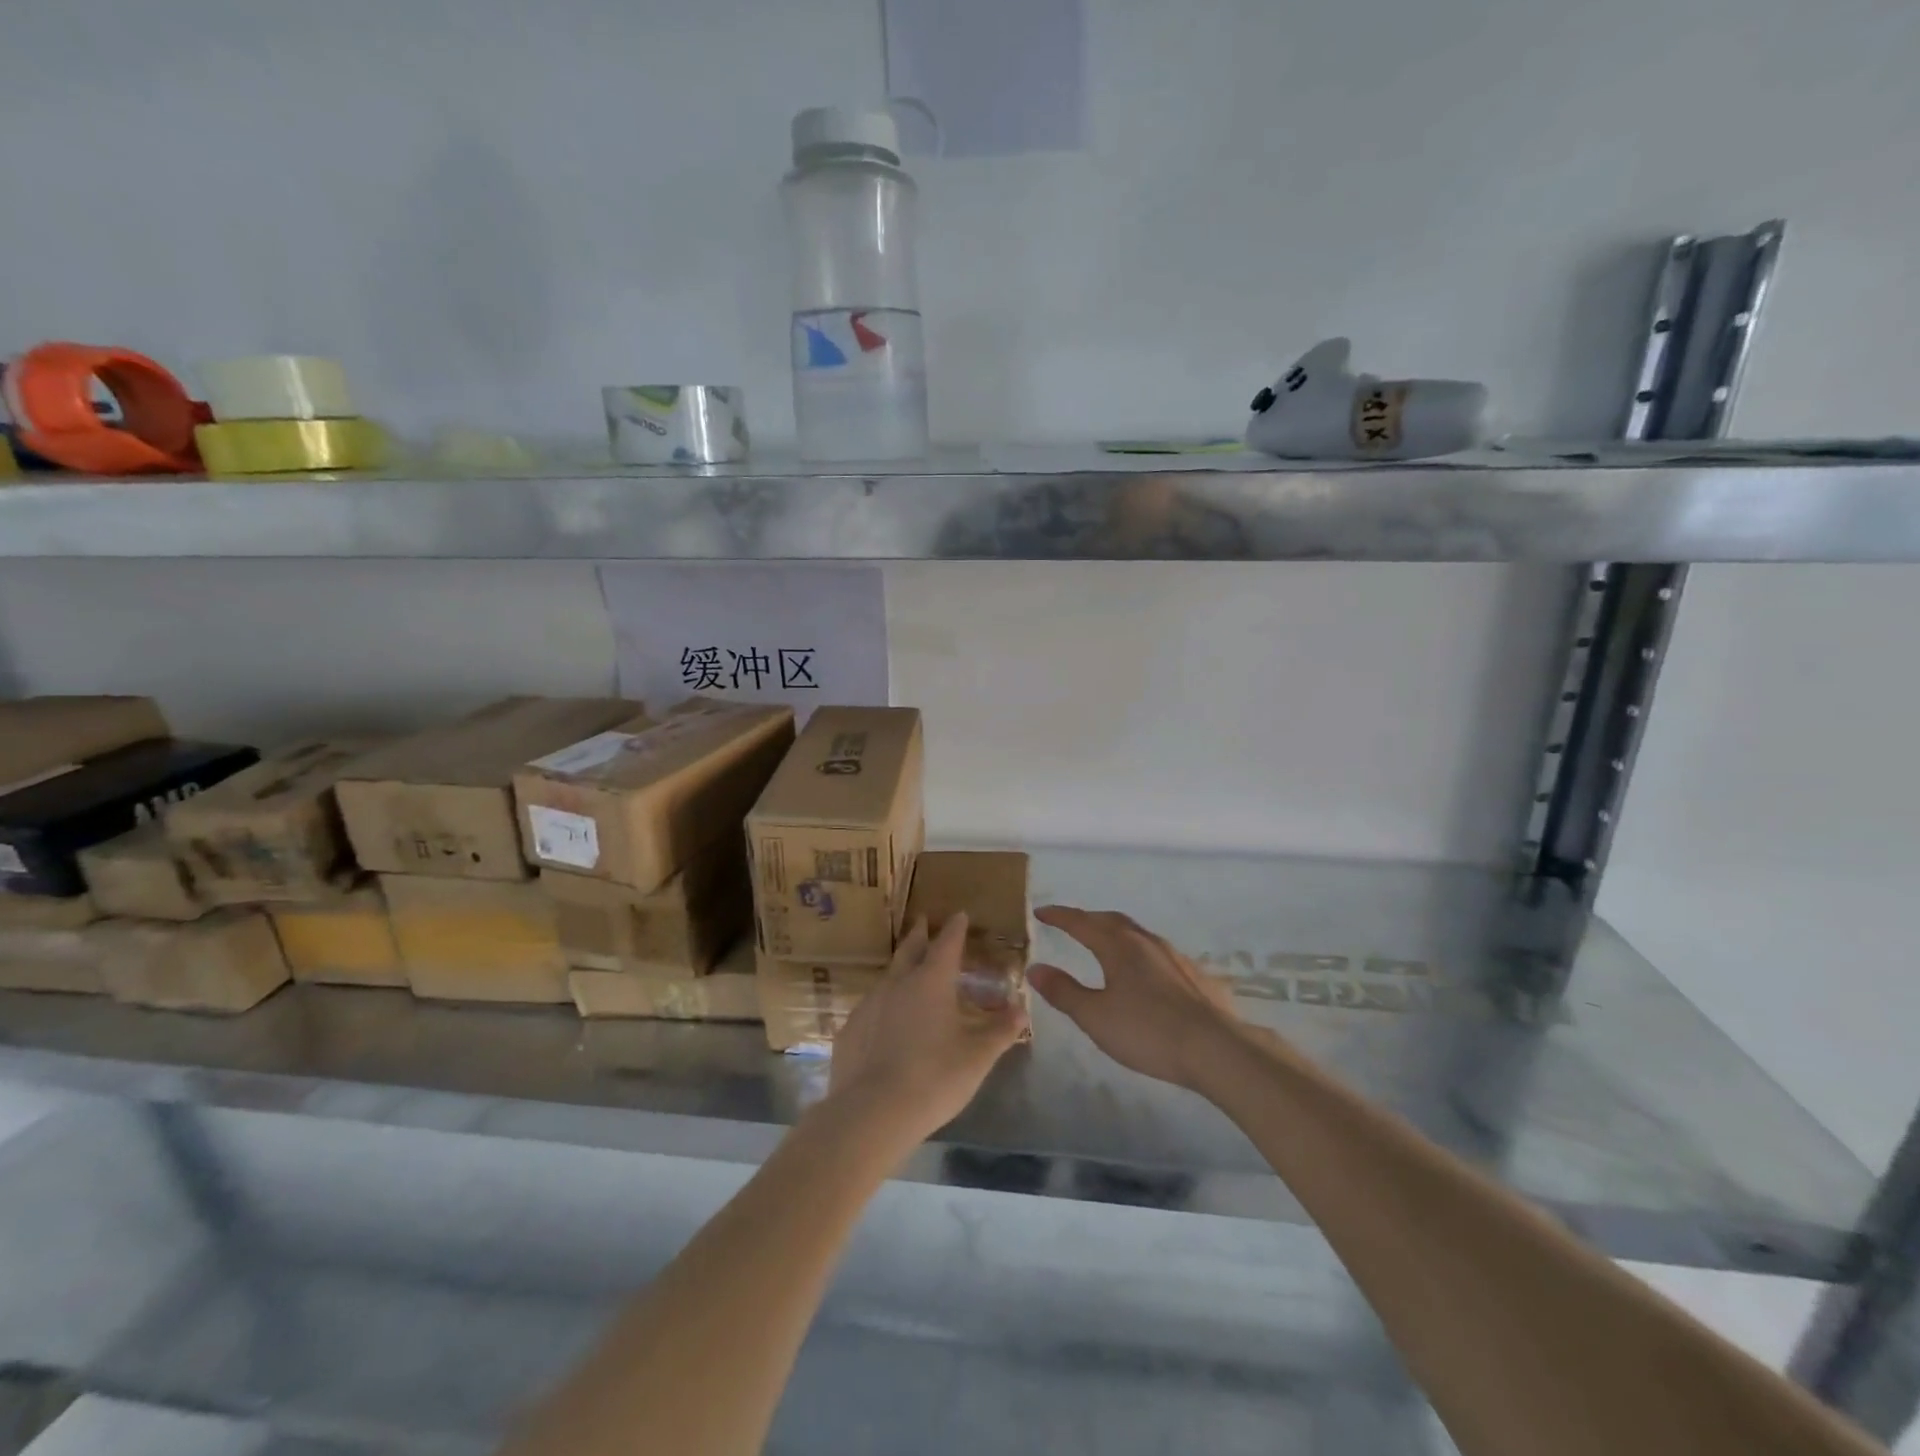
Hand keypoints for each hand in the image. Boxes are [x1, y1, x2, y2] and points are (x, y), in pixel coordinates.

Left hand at [827, 914, 1026, 1144]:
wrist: (871, 1112)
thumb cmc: (934, 1078)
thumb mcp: (977, 1057)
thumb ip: (1000, 1030)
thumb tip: (1021, 1009)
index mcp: (932, 981)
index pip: (947, 943)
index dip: (955, 928)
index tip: (959, 914)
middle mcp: (898, 982)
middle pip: (910, 948)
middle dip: (920, 933)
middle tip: (923, 920)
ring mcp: (870, 1003)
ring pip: (888, 976)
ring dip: (901, 968)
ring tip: (909, 971)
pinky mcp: (851, 1028)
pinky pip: (872, 1006)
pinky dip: (884, 1003)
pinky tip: (887, 1020)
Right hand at [1030, 906, 1243, 1091]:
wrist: (1217, 1048)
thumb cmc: (1148, 1032)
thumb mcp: (1095, 1017)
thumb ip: (1064, 991)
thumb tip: (1036, 967)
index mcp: (1118, 947)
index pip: (1081, 922)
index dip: (1059, 916)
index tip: (1041, 912)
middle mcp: (1146, 942)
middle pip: (1112, 921)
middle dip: (1088, 919)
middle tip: (1072, 924)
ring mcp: (1175, 956)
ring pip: (1138, 934)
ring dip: (1116, 933)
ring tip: (1106, 945)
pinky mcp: (1196, 975)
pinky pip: (1159, 954)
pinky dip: (1141, 953)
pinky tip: (1146, 974)